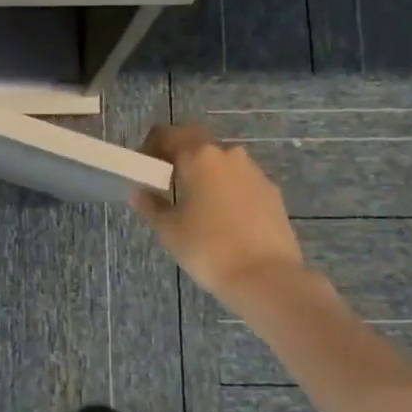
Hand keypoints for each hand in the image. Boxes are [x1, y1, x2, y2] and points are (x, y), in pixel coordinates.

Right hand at [132, 123, 305, 303]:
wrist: (267, 277)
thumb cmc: (208, 248)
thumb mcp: (169, 230)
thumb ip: (151, 205)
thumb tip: (139, 192)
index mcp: (199, 156)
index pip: (167, 133)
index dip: (150, 146)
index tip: (144, 168)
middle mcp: (228, 155)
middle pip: (196, 141)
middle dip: (179, 154)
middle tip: (168, 180)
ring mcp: (254, 172)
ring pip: (221, 161)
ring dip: (205, 172)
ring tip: (196, 203)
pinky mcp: (271, 192)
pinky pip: (241, 180)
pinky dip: (227, 189)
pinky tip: (223, 217)